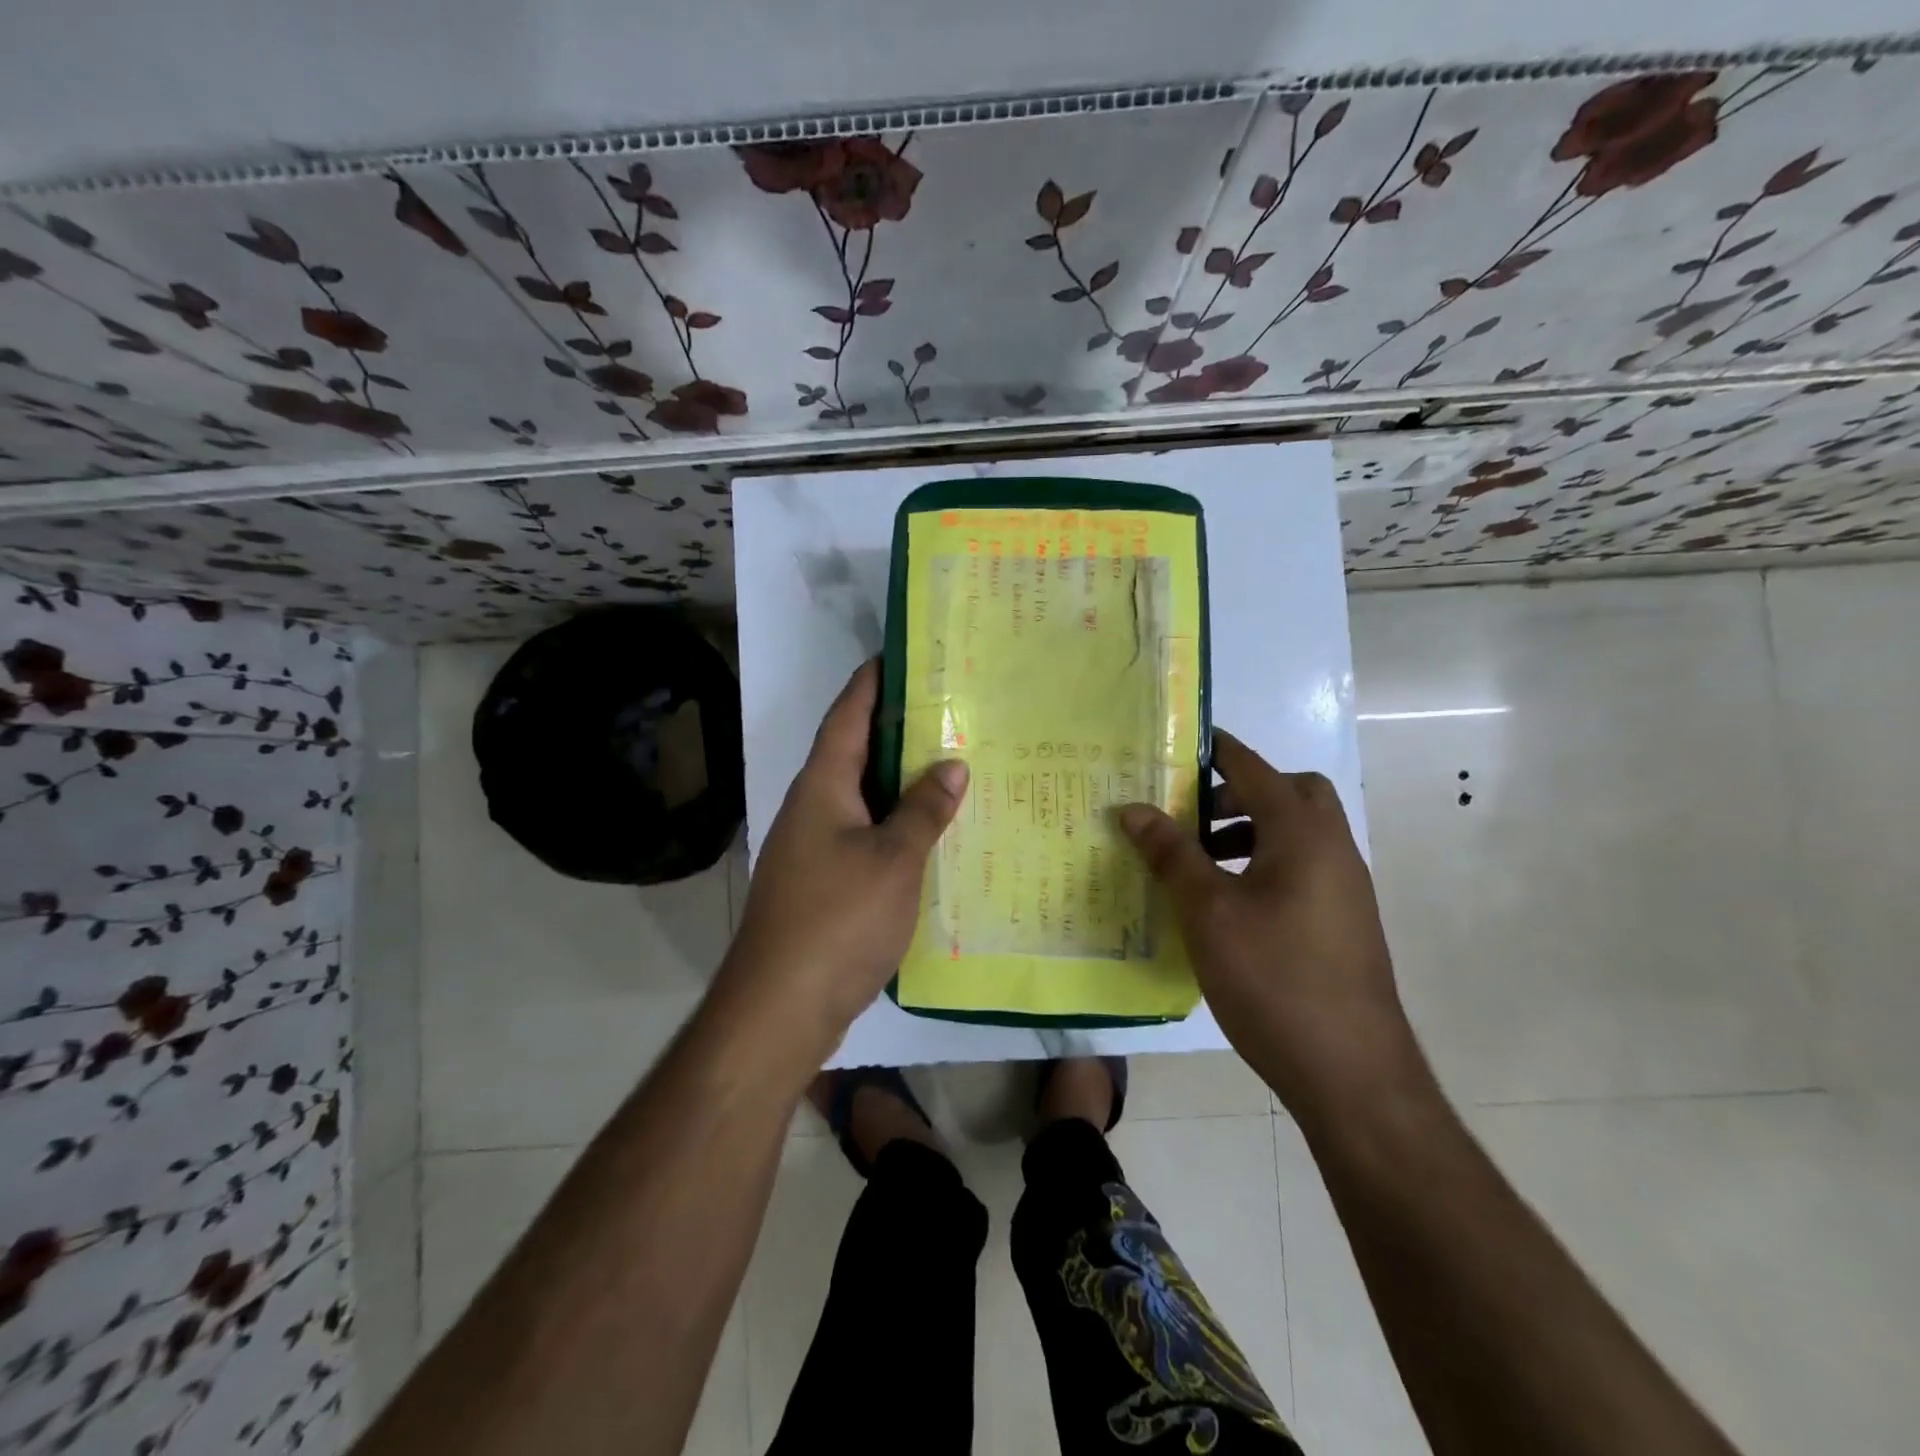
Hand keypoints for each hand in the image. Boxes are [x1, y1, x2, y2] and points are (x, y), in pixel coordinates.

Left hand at [722, 660, 967, 1051]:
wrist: (780, 1006)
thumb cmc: (837, 918)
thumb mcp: (893, 859)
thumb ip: (923, 809)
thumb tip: (951, 764)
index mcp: (822, 787)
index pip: (846, 715)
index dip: (871, 682)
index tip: (903, 654)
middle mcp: (812, 808)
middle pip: (855, 753)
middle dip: (897, 729)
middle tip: (950, 710)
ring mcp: (814, 848)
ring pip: (863, 798)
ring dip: (900, 781)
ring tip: (951, 763)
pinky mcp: (824, 883)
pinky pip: (865, 835)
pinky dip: (896, 824)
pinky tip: (931, 832)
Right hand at [1119, 731, 1424, 1125]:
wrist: (1351, 1072)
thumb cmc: (1273, 977)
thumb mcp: (1208, 911)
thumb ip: (1171, 853)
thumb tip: (1133, 808)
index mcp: (1303, 834)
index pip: (1256, 770)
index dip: (1218, 752)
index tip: (1182, 744)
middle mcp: (1333, 850)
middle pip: (1292, 794)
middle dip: (1242, 792)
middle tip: (1194, 813)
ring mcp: (1345, 889)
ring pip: (1298, 834)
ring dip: (1252, 830)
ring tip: (1201, 861)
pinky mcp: (1344, 923)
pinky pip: (1303, 868)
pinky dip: (1265, 864)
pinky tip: (1229, 904)